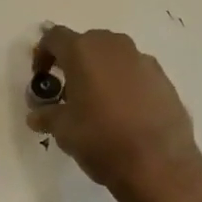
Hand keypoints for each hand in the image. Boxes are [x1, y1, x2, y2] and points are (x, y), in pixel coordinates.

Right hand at [27, 25, 201, 201]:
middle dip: (74, 62)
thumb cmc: (101, 139)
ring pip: (114, 56)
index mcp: (83, 51)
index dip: (43, 53)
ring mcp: (142, 60)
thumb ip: (47, 115)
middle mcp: (113, 46)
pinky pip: (136, 72)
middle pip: (87, 43)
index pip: (55, 37)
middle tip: (68, 90)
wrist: (158, 164)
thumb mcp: (63, 130)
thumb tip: (37, 115)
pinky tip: (125, 112)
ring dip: (101, 72)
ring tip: (97, 102)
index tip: (41, 76)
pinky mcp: (164, 79)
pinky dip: (125, 84)